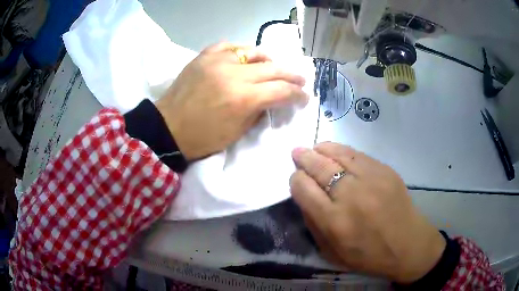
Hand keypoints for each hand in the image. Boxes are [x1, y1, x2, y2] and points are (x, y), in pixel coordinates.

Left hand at [155, 43, 307, 159]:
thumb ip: (258, 111)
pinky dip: (241, 51)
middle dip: (292, 76)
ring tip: (273, 67)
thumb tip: (271, 99)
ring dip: (269, 60)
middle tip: (301, 80)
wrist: (168, 128)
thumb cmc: (203, 138)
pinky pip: (229, 46)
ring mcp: (218, 61)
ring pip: (253, 52)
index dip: (297, 94)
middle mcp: (234, 74)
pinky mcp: (204, 56)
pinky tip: (244, 58)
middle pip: (274, 69)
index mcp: (243, 98)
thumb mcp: (237, 132)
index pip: (282, 90)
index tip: (304, 97)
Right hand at [289, 142, 445, 282]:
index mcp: (334, 221)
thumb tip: (304, 195)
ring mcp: (371, 179)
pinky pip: (357, 154)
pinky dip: (341, 151)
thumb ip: (313, 224)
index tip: (297, 179)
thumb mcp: (331, 253)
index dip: (295, 180)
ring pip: (337, 154)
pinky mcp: (385, 170)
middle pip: (318, 167)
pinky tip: (335, 151)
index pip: (303, 188)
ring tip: (314, 149)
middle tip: (297, 153)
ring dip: (321, 149)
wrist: (408, 245)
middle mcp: (350, 196)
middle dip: (304, 158)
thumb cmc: (368, 256)